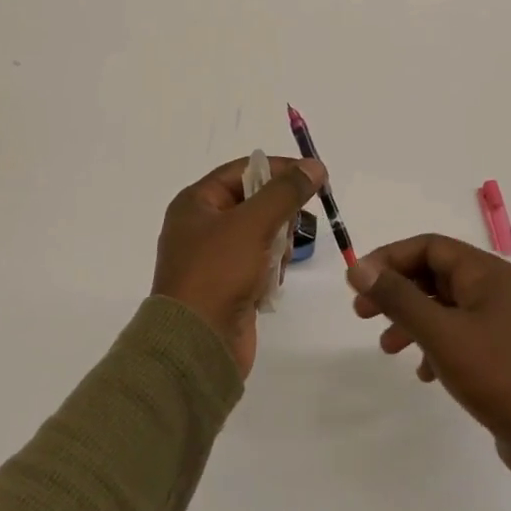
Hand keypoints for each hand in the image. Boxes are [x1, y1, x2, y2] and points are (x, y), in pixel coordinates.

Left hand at [151, 155, 324, 376]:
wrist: (197, 344)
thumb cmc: (218, 273)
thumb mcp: (252, 224)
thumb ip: (286, 192)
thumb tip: (315, 166)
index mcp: (196, 203)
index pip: (243, 170)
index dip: (279, 169)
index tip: (314, 177)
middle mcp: (202, 225)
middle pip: (255, 202)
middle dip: (279, 215)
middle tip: (290, 230)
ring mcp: (215, 257)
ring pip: (262, 233)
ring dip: (277, 245)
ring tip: (275, 262)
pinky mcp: (229, 284)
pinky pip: (260, 262)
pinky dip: (271, 269)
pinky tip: (271, 283)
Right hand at [348, 234, 510, 496]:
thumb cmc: (499, 376)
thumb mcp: (441, 334)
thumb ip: (398, 298)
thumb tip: (357, 267)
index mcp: (487, 273)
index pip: (429, 247)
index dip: (389, 258)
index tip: (357, 281)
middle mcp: (497, 289)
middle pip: (435, 275)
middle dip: (397, 291)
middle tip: (362, 313)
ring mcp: (504, 321)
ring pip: (446, 307)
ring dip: (412, 321)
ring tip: (387, 348)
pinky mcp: (506, 352)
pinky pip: (461, 335)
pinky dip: (436, 345)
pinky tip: (424, 373)